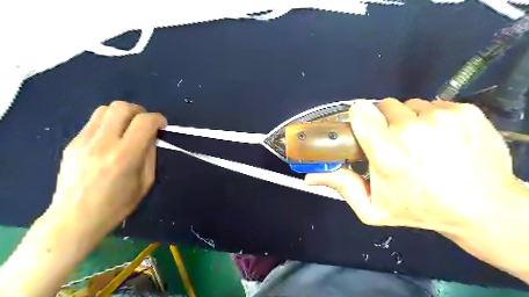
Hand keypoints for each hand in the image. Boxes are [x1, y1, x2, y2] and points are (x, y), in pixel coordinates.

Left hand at [50, 100, 164, 237]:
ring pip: (105, 109)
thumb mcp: (145, 182)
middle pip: (122, 107)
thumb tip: (151, 137)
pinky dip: (108, 124)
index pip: (144, 122)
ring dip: (122, 114)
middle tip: (145, 124)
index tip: (162, 125)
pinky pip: (94, 123)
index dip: (158, 118)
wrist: (75, 218)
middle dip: (139, 111)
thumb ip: (150, 155)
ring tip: (128, 128)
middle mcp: (103, 143)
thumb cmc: (117, 204)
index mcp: (125, 156)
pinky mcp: (72, 143)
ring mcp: (83, 141)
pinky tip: (111, 140)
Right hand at [306, 99, 518, 235]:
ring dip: (409, 120)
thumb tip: (309, 177)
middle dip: (384, 121)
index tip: (365, 128)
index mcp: (386, 152)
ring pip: (411, 105)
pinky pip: (435, 105)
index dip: (360, 117)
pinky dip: (432, 118)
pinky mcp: (464, 111)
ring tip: (419, 143)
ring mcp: (441, 118)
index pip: (361, 111)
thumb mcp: (372, 207)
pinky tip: (441, 139)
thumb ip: (340, 186)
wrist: (481, 209)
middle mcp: (411, 130)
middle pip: (384, 105)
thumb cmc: (419, 209)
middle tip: (393, 142)